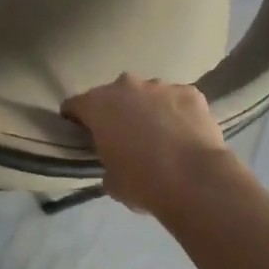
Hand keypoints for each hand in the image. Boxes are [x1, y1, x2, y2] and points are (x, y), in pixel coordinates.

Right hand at [62, 74, 227, 215]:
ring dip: (148, 110)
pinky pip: (176, 100)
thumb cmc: (142, 182)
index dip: (76, 120)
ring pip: (147, 94)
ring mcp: (160, 86)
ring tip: (160, 136)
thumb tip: (116, 163)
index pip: (75, 105)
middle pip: (113, 95)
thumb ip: (106, 164)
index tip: (82, 134)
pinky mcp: (189, 92)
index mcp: (98, 105)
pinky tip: (184, 134)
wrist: (194, 179)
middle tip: (124, 138)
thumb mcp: (111, 181)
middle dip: (115, 112)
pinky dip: (177, 112)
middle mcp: (125, 86)